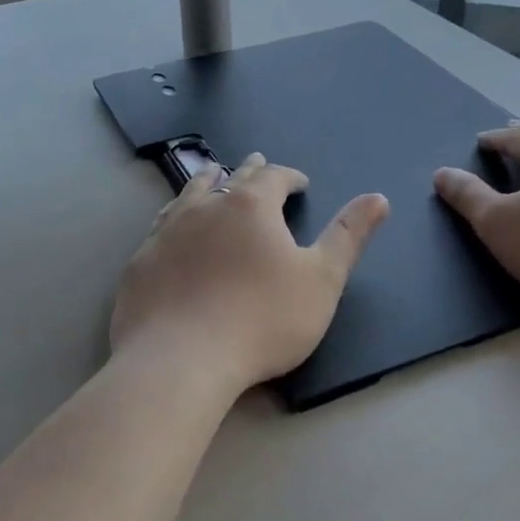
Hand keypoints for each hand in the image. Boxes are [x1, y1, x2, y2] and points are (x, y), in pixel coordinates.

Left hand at [110, 153, 389, 397]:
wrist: (180, 358)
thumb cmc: (262, 319)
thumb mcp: (321, 280)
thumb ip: (348, 236)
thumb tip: (378, 197)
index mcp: (250, 206)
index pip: (274, 177)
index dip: (290, 177)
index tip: (300, 183)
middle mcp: (205, 207)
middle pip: (231, 178)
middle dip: (249, 171)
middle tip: (257, 162)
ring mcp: (167, 231)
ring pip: (190, 194)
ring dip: (207, 182)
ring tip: (212, 175)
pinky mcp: (141, 260)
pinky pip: (161, 225)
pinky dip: (175, 216)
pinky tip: (172, 224)